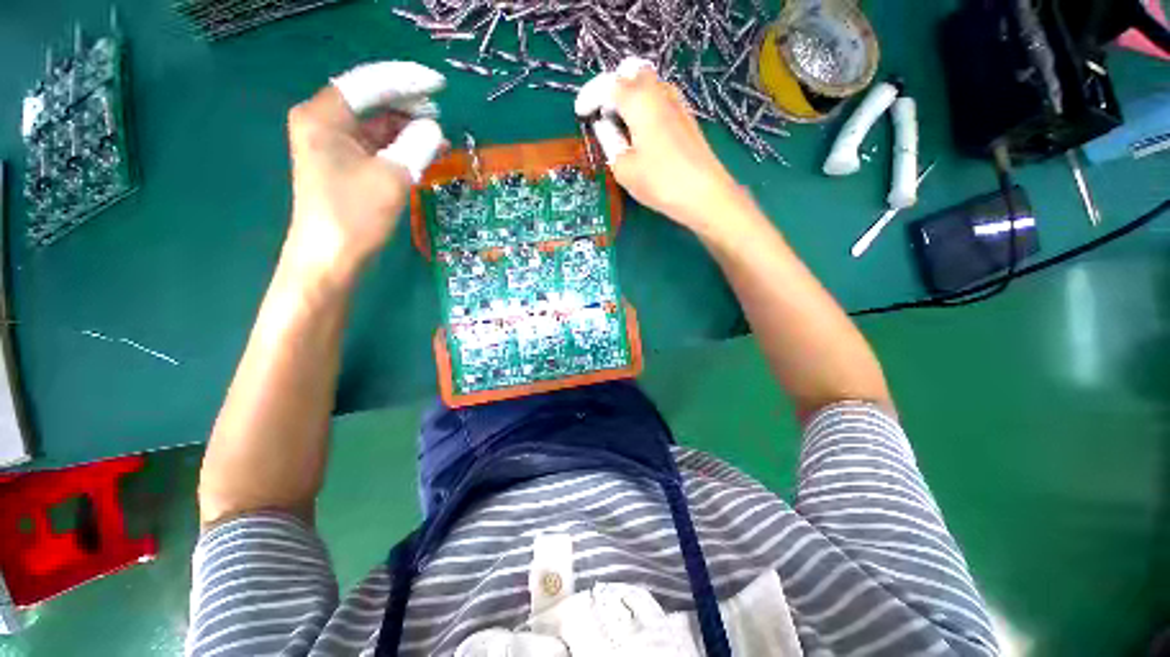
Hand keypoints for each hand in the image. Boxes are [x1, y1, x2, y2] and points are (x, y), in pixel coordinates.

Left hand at [284, 62, 444, 286]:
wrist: (331, 258)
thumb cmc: (355, 216)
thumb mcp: (392, 177)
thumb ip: (416, 146)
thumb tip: (434, 129)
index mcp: (324, 116)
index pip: (368, 83)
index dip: (406, 81)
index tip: (439, 85)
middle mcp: (324, 123)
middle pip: (371, 101)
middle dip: (407, 104)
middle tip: (440, 112)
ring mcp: (334, 145)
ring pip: (376, 124)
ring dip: (407, 128)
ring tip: (438, 135)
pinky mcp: (345, 165)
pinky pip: (376, 145)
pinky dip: (400, 146)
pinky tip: (423, 151)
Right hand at [580, 62, 743, 234]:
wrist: (704, 194)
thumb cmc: (659, 182)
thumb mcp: (624, 167)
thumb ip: (610, 140)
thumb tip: (605, 125)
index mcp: (639, 101)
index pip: (608, 85)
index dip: (590, 96)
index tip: (581, 112)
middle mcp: (659, 92)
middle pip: (632, 72)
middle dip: (613, 87)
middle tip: (603, 114)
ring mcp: (677, 103)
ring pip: (649, 83)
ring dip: (631, 95)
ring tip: (621, 124)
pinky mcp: (687, 117)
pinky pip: (661, 98)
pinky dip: (646, 105)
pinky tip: (643, 130)